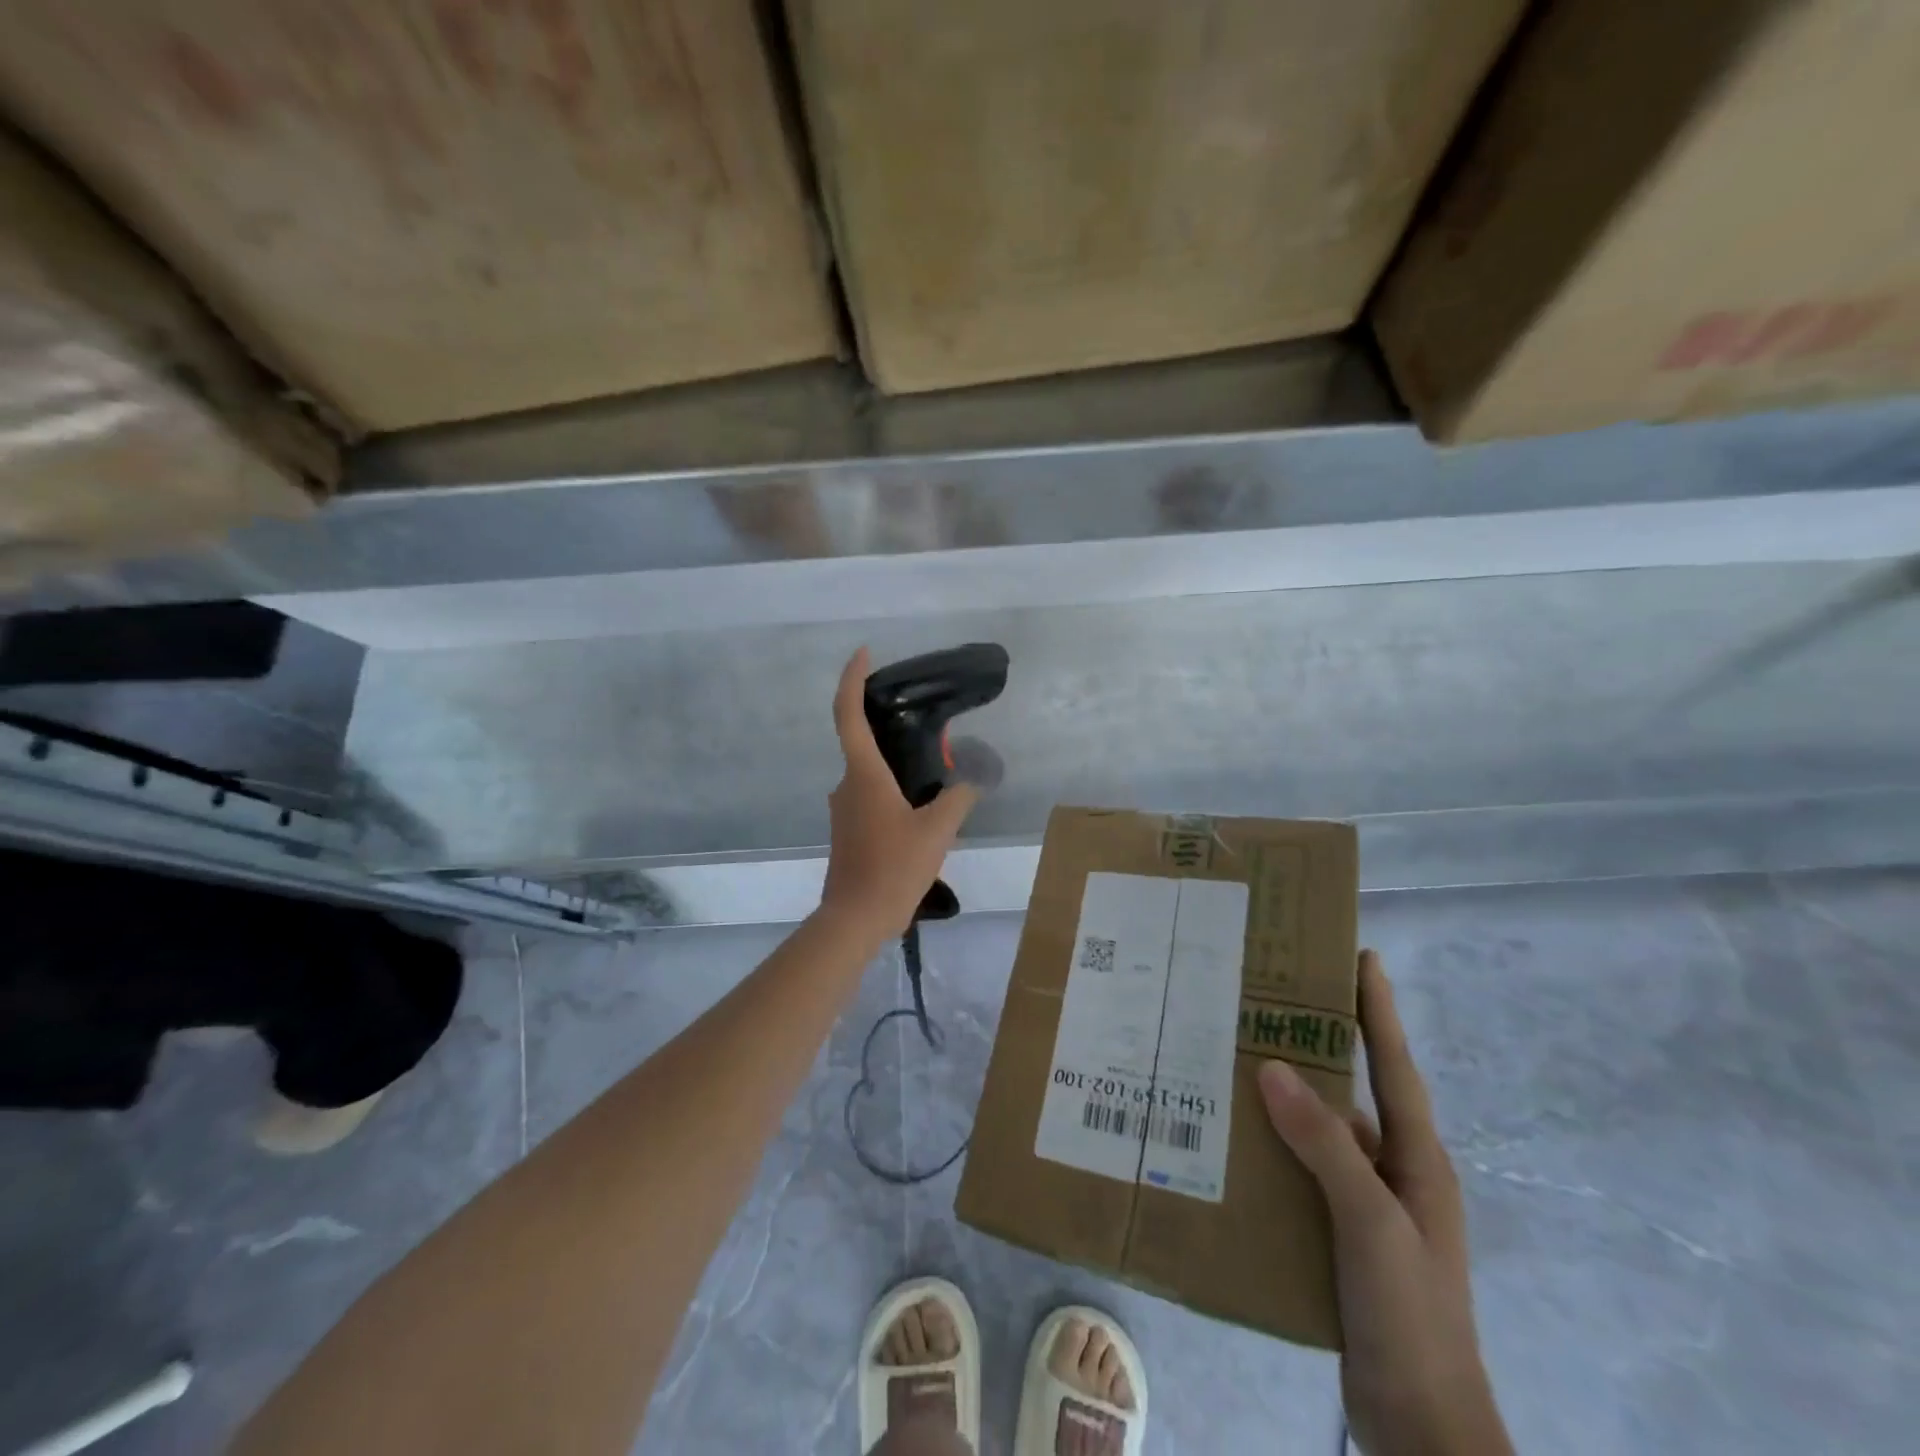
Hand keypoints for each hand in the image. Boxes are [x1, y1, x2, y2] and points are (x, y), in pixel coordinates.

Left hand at [819, 648, 980, 940]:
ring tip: (936, 775)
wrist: (856, 918)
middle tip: (930, 729)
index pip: (848, 714)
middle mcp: (846, 785)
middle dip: (892, 730)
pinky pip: (870, 797)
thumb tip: (973, 776)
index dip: (852, 678)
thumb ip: (959, 796)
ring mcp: (843, 809)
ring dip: (897, 768)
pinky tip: (921, 810)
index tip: (864, 653)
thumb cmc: (893, 867)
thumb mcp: (938, 830)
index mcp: (863, 775)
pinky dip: (892, 791)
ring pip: (870, 775)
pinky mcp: (848, 830)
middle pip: (863, 743)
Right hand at [1258, 951, 1511, 1455]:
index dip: (1378, 1010)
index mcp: (1415, 1158)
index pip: (1393, 1065)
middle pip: (1351, 1088)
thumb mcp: (1371, 1222)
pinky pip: (1299, 1168)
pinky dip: (1270, 1144)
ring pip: (1318, 1129)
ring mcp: (1364, 1203)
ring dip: (1284, 1095)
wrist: (1420, 1424)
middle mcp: (1391, 1170)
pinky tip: (1230, 1135)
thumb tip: (1272, 1066)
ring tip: (1231, 1055)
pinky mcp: (1337, 1232)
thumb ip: (1325, 1144)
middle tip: (1268, 998)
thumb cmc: (1410, 1313)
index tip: (1362, 955)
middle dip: (1317, 1042)